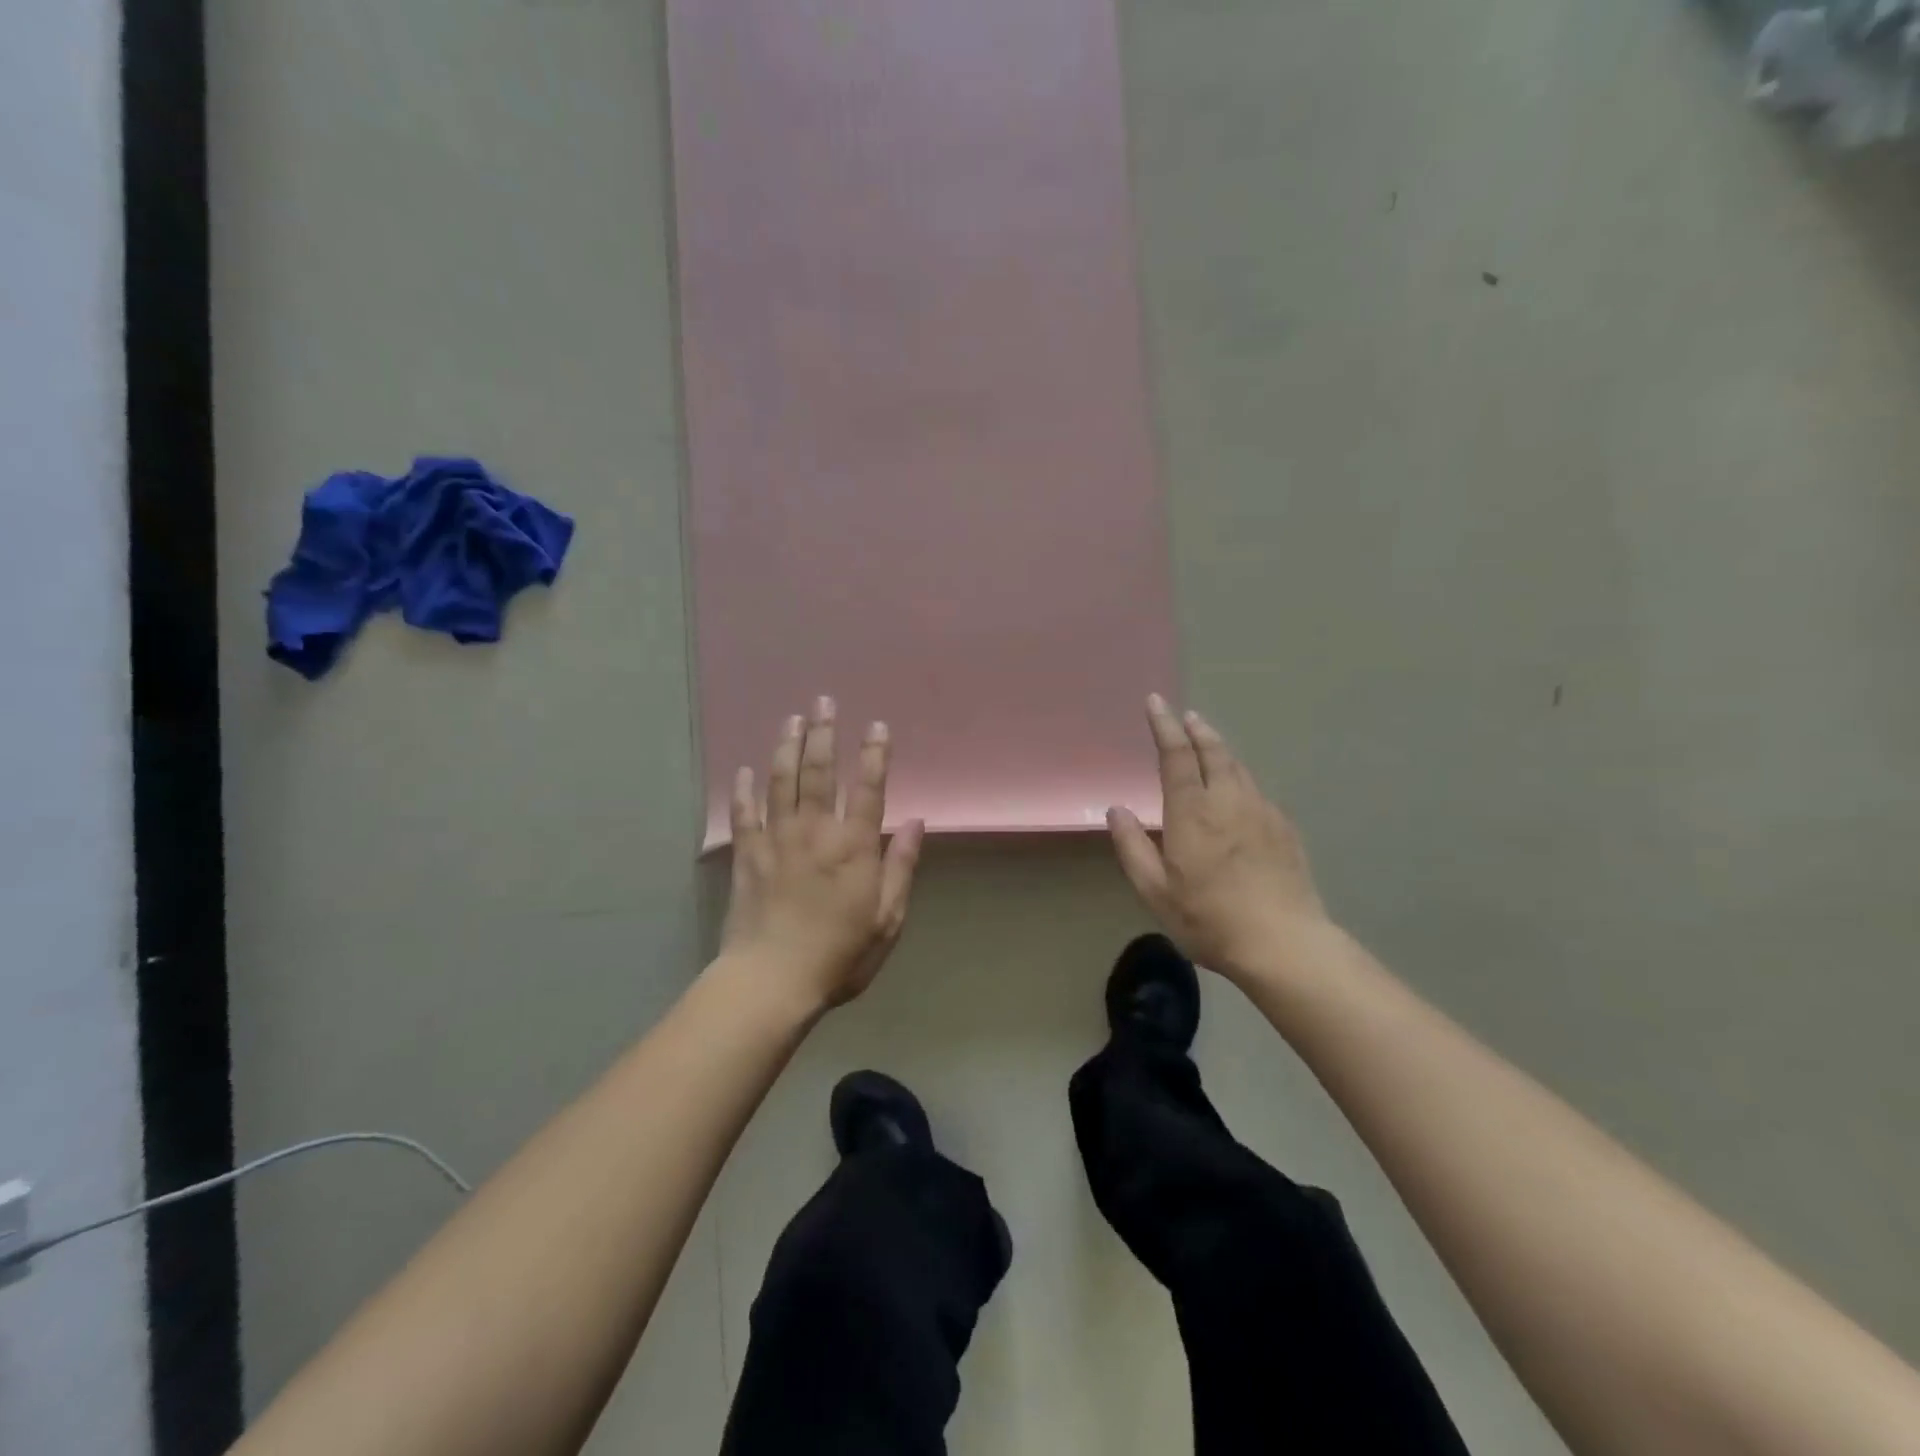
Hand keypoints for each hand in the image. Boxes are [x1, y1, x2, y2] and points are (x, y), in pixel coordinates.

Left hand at [721, 697, 925, 1012]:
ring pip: (781, 783)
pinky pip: (744, 815)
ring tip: (792, 719)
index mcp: (854, 848)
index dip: (874, 755)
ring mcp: (776, 841)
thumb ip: (901, 867)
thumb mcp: (887, 919)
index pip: (868, 789)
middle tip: (824, 701)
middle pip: (819, 773)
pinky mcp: (747, 856)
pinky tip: (744, 770)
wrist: (771, 982)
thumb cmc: (839, 955)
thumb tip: (917, 822)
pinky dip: (743, 790)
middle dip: (823, 734)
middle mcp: (815, 833)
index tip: (877, 726)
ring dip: (787, 747)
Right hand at [1107, 695, 1328, 980]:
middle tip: (1186, 716)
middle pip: (1214, 752)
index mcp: (1192, 812)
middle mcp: (1229, 801)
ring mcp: (1262, 813)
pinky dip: (1242, 779)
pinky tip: (1240, 792)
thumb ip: (1132, 847)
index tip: (1156, 702)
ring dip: (1221, 750)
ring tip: (1209, 743)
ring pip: (1239, 768)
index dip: (1165, 726)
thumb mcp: (1155, 891)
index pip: (1177, 756)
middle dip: (1197, 730)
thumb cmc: (1209, 919)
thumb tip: (1116, 809)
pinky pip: (1258, 792)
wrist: (1284, 944)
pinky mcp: (1285, 830)